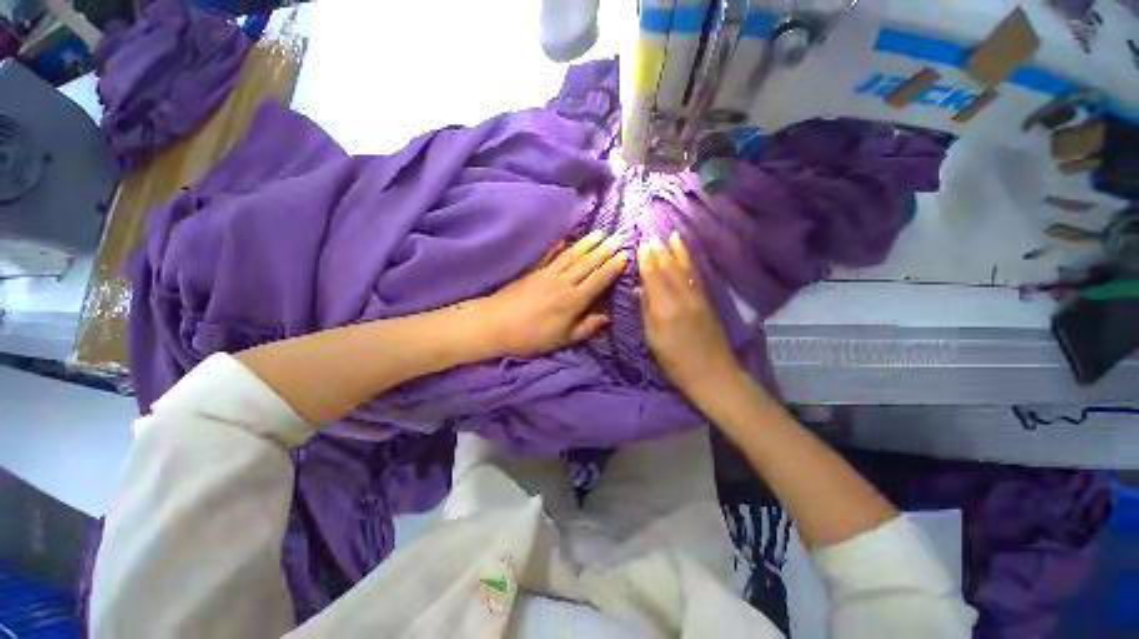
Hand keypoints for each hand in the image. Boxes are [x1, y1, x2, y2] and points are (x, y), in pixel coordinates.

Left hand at [475, 231, 627, 356]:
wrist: (496, 325)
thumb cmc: (532, 337)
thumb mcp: (563, 339)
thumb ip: (586, 328)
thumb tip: (607, 318)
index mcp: (574, 301)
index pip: (598, 280)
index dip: (613, 267)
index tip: (626, 255)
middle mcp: (564, 282)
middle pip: (588, 263)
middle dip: (605, 250)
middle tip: (619, 237)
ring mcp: (547, 274)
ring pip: (572, 255)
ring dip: (587, 243)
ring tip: (600, 232)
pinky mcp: (534, 271)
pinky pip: (550, 255)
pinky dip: (558, 246)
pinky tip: (565, 238)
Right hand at [637, 232, 742, 402]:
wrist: (712, 374)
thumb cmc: (675, 361)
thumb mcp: (653, 339)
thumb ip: (646, 311)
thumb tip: (639, 290)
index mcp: (665, 308)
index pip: (654, 277)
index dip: (647, 260)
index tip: (641, 244)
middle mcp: (682, 297)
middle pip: (670, 269)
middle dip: (661, 251)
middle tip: (653, 235)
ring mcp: (698, 298)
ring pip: (686, 269)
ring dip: (679, 252)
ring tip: (673, 236)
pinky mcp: (708, 302)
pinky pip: (697, 277)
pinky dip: (690, 264)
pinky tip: (687, 258)